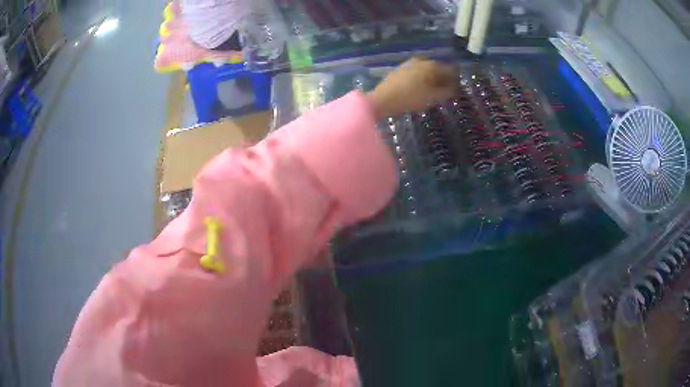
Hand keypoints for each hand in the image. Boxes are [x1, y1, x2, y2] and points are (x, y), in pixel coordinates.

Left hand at [367, 57, 457, 119]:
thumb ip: (447, 92)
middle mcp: (421, 61)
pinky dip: (422, 78)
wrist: (383, 99)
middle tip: (446, 90)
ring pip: (426, 69)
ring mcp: (409, 63)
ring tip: (434, 90)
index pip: (450, 70)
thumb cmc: (411, 98)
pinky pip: (417, 72)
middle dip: (444, 78)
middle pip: (438, 68)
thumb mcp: (433, 97)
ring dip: (432, 78)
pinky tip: (420, 87)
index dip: (455, 80)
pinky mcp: (400, 69)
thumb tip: (455, 88)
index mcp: (432, 66)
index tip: (457, 89)